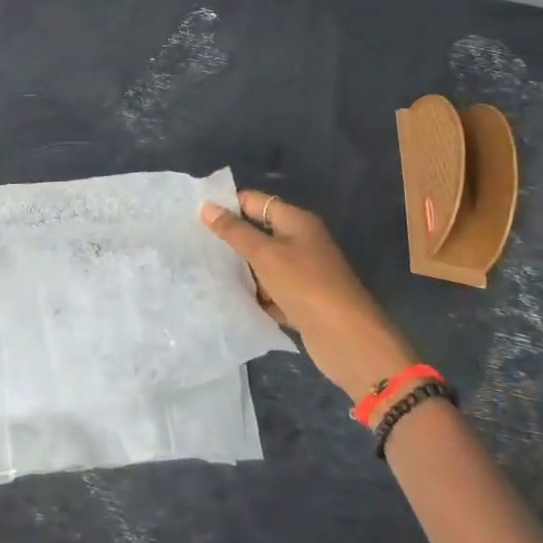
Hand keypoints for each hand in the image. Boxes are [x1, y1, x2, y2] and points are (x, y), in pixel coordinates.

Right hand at [201, 190, 414, 399]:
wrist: (349, 340)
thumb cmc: (306, 285)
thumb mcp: (265, 254)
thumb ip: (234, 231)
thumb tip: (206, 206)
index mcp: (296, 222)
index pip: (255, 202)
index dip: (228, 205)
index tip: (195, 215)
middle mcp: (301, 242)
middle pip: (258, 233)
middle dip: (230, 239)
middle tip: (193, 243)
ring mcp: (302, 273)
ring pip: (262, 264)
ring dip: (240, 269)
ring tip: (202, 270)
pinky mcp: (301, 301)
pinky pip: (269, 291)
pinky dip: (254, 294)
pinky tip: (228, 298)